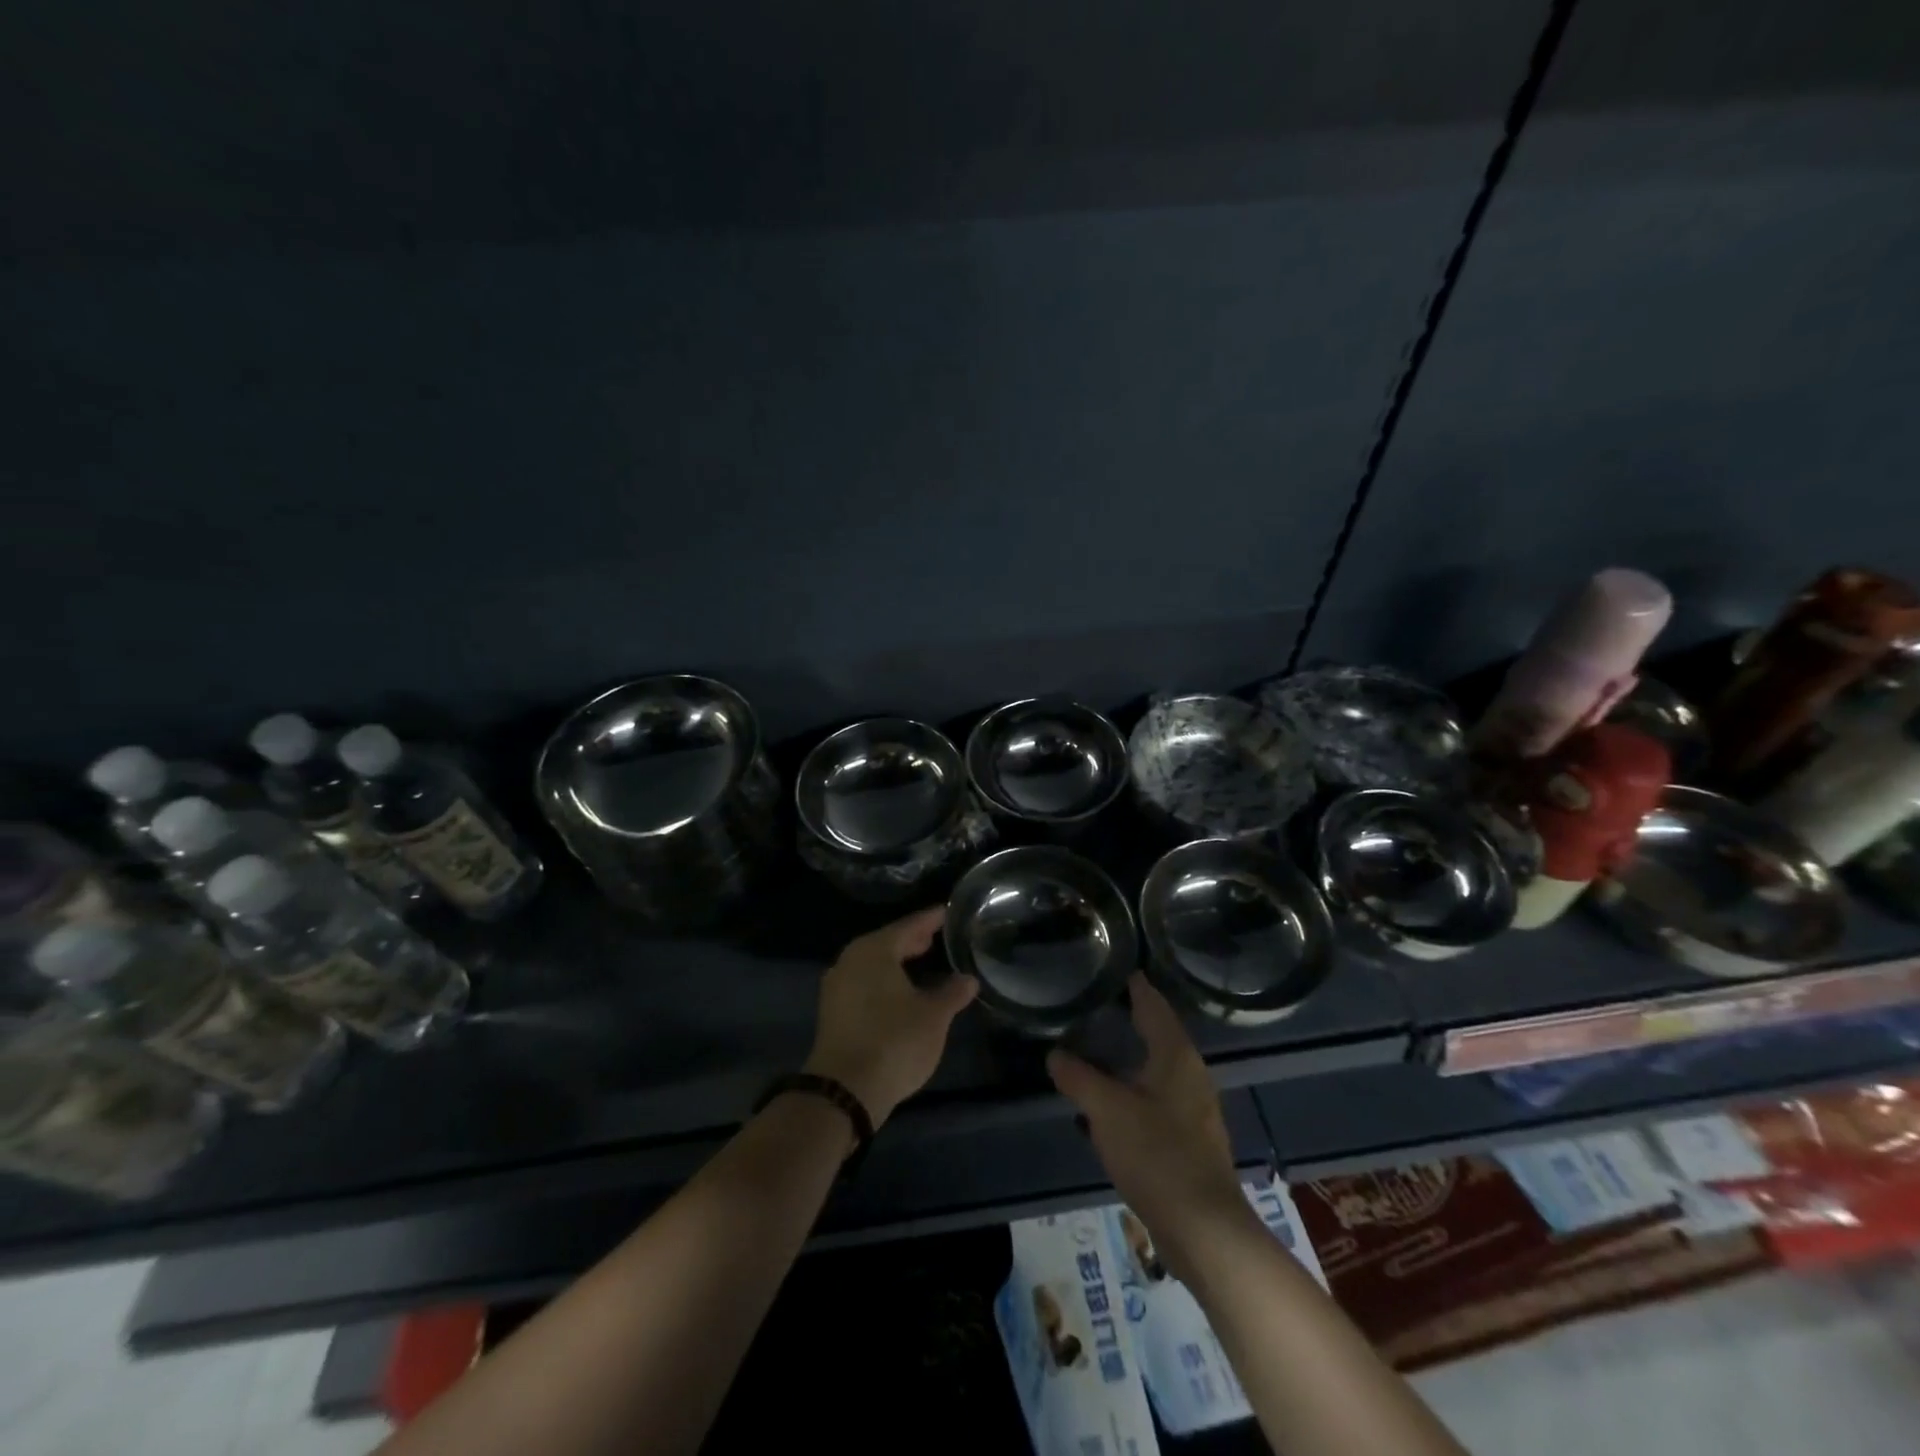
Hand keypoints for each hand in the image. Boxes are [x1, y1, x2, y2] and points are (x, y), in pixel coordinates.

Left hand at [804, 907, 976, 1129]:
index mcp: (875, 950)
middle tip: (937, 936)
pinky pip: (864, 982)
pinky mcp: (833, 1011)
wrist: (844, 1090)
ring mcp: (838, 986)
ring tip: (922, 961)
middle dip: (913, 940)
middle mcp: (851, 959)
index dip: (931, 919)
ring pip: (874, 964)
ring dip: (897, 961)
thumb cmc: (894, 1042)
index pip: (909, 926)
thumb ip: (952, 993)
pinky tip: (901, 992)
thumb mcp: (933, 1017)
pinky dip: (884, 980)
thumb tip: (968, 979)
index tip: (948, 912)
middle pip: (887, 942)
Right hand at [1047, 976, 1255, 1279]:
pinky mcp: (1189, 1138)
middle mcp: (1190, 1073)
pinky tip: (1109, 1099)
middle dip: (1130, 1016)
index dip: (1134, 984)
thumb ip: (1078, 1077)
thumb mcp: (1106, 1110)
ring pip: (1156, 1067)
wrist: (1204, 1229)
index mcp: (1175, 1055)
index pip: (1153, 1004)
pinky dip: (1132, 1087)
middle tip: (1096, 1000)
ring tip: (1096, 1044)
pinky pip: (1155, 1096)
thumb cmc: (1157, 1156)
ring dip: (1130, 1054)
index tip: (1114, 964)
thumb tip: (1055, 1054)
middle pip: (1158, 1032)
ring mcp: (1193, 1107)